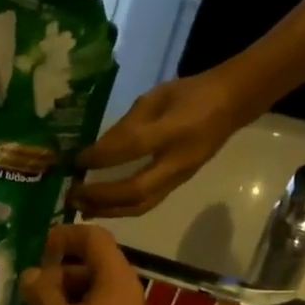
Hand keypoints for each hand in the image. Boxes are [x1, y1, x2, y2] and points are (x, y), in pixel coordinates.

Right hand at [22, 224, 160, 304]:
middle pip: (89, 268)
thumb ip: (41, 292)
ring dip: (57, 301)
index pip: (94, 238)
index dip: (65, 235)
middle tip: (25, 287)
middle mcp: (123, 296)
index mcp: (115, 281)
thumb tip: (33, 274)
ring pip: (87, 298)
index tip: (37, 247)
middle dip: (55, 273)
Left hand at [72, 71, 248, 217]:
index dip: (101, 156)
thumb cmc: (190, 94)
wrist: (231, 104)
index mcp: (176, 130)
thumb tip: (96, 151)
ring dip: (108, 210)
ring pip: (141, 205)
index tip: (77, 161)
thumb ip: (127, 124)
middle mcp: (178, 161)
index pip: (132, 147)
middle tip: (73, 194)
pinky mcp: (178, 186)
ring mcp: (180, 178)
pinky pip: (146, 204)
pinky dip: (121, 209)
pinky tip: (102, 208)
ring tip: (82, 207)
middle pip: (135, 190)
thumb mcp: (156, 96)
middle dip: (101, 196)